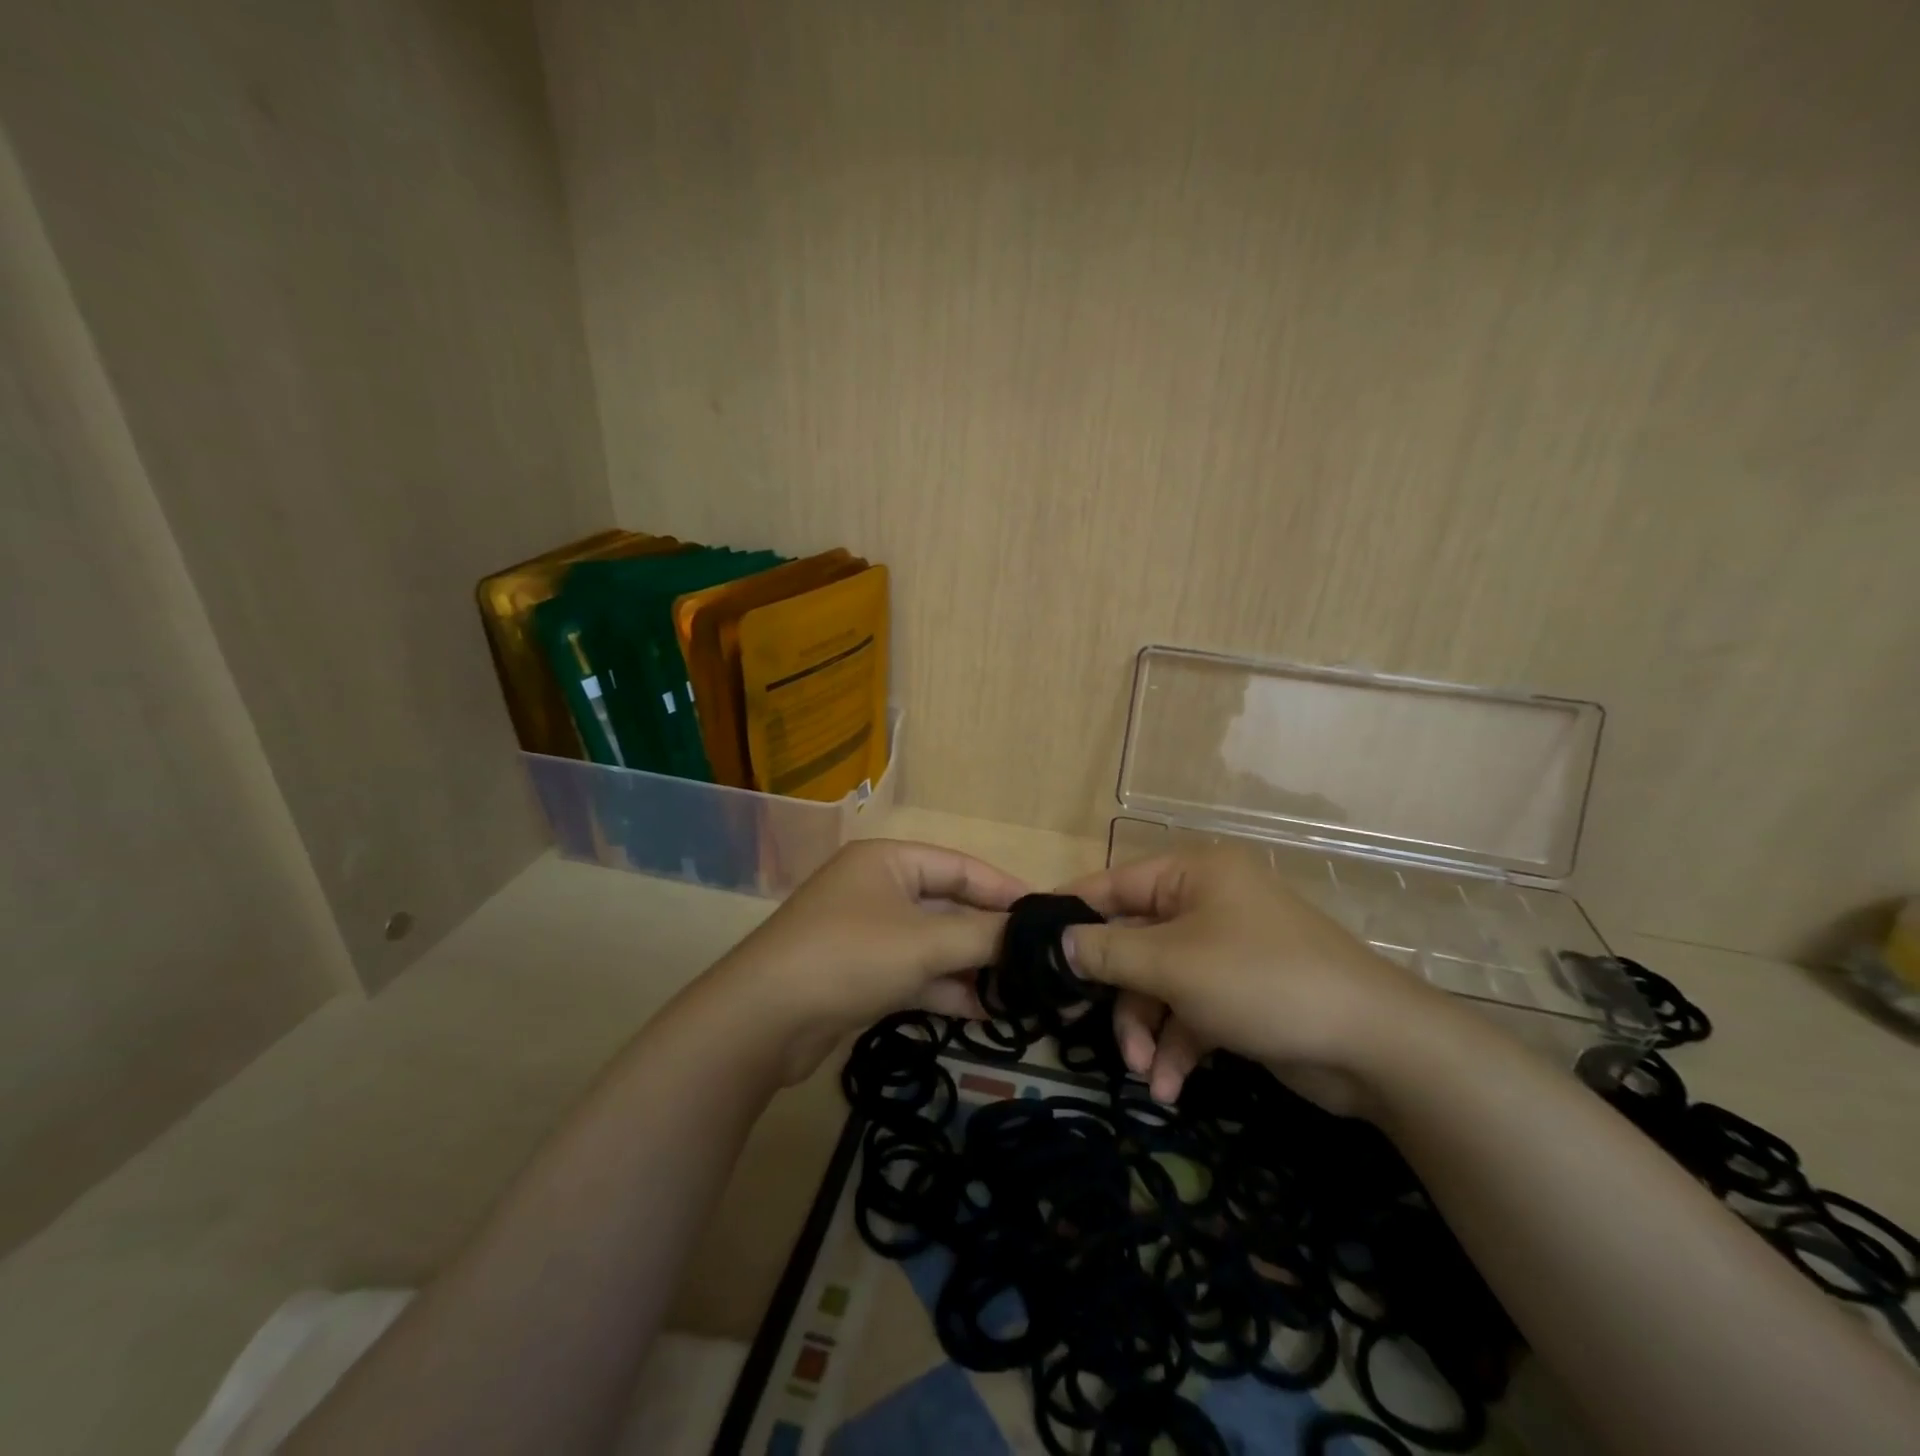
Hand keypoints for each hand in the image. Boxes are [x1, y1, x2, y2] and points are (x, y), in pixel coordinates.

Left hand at [715, 839, 1026, 1082]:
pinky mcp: (860, 973)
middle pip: (948, 906)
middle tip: (1036, 961)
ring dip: (971, 967)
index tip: (1048, 917)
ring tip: (1019, 993)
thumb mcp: (924, 942)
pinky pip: (914, 972)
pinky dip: (944, 989)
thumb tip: (1036, 934)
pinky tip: (982, 1012)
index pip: (961, 866)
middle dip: (989, 936)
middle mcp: (878, 888)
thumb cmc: (849, 957)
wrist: (762, 1021)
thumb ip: (983, 936)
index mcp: (889, 861)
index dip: (1005, 890)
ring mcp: (867, 933)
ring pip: (932, 944)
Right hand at [1062, 847, 1447, 1109]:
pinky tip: (1170, 1086)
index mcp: (1193, 875)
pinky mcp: (1240, 994)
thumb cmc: (1262, 982)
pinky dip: (1177, 1046)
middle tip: (1092, 1029)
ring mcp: (1226, 950)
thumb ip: (1107, 952)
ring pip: (1159, 983)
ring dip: (1146, 1030)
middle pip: (1134, 942)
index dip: (1073, 914)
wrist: (1374, 1047)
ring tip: (1145, 1074)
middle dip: (1118, 995)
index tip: (1033, 945)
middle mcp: (1207, 904)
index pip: (1113, 884)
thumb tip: (1057, 940)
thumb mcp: (1173, 965)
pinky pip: (1190, 1011)